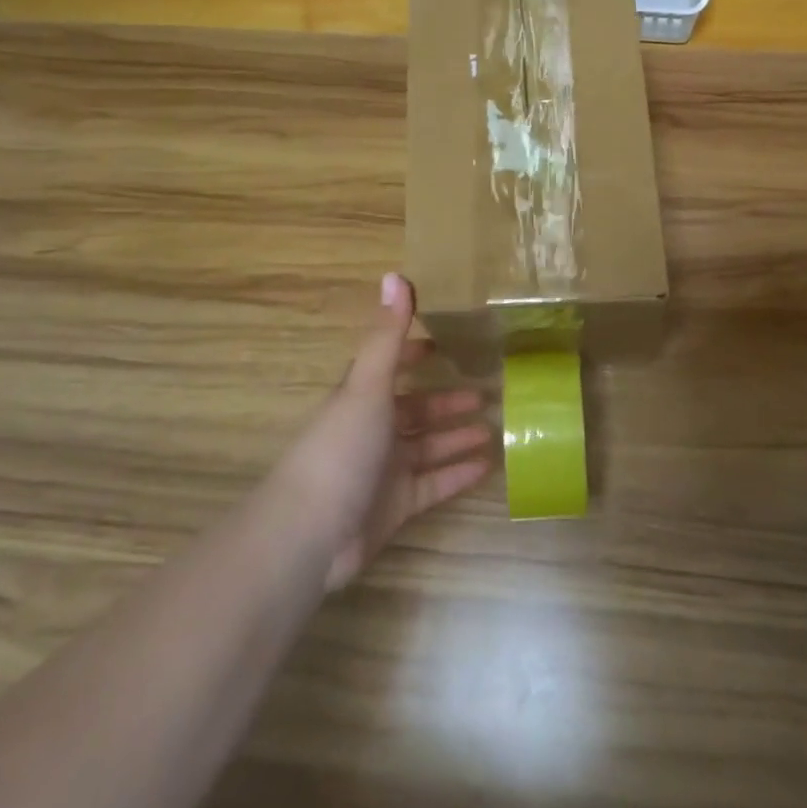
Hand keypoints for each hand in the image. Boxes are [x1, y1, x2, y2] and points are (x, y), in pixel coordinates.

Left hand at [280, 274, 492, 590]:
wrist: (310, 533)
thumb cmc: (340, 448)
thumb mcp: (367, 385)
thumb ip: (387, 335)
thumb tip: (396, 274)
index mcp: (361, 398)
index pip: (389, 368)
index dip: (412, 355)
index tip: (442, 347)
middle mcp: (372, 430)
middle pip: (415, 410)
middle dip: (447, 402)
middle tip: (488, 394)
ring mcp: (384, 470)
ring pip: (428, 446)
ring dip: (457, 436)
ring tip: (495, 428)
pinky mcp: (396, 506)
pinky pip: (434, 484)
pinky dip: (458, 474)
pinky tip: (488, 466)